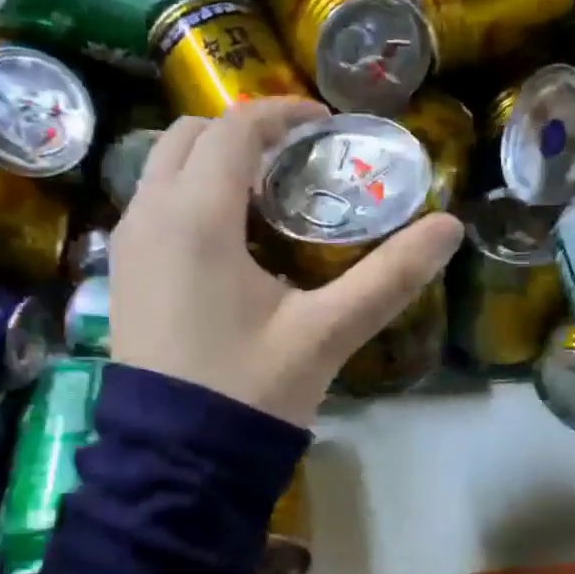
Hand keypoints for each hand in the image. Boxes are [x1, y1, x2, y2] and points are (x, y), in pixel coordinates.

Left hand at [109, 98, 463, 426]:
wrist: (177, 459)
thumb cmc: (252, 390)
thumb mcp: (327, 333)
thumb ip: (390, 277)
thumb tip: (450, 228)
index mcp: (197, 217)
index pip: (235, 129)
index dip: (283, 114)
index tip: (326, 125)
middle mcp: (149, 215)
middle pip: (188, 135)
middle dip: (242, 130)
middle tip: (296, 156)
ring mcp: (128, 246)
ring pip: (163, 169)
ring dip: (211, 161)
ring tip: (267, 191)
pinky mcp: (124, 275)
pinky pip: (152, 205)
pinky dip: (189, 194)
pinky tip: (230, 237)